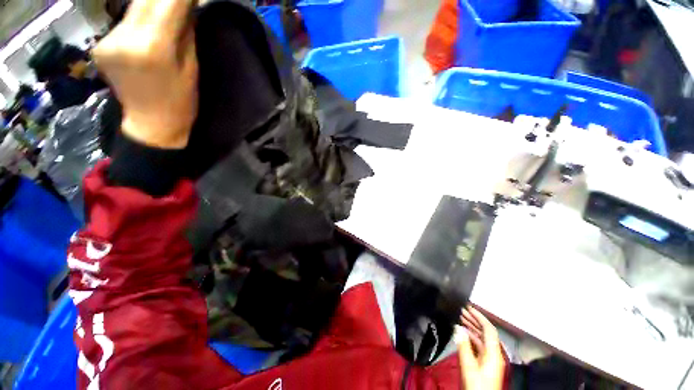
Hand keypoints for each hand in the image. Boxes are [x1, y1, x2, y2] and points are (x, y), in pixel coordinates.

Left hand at [94, 0, 197, 148]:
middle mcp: (125, 37)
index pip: (167, 1)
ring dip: (151, 4)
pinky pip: (124, 21)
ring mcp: (108, 40)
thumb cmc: (181, 100)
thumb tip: (185, 3)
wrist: (152, 124)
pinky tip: (148, 26)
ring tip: (165, 13)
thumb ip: (184, 30)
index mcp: (153, 46)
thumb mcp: (191, 66)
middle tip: (177, 3)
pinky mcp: (100, 44)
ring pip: (133, 7)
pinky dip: (139, 17)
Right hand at [456, 306, 504, 389]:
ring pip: (482, 339)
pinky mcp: (486, 364)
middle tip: (461, 311)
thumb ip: (463, 346)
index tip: (468, 307)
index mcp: (493, 353)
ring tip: (460, 319)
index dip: (479, 316)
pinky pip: (480, 345)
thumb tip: (457, 328)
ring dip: (472, 328)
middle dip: (474, 320)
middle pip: (486, 333)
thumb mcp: (469, 366)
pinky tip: (463, 334)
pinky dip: (471, 337)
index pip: (489, 329)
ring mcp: (490, 359)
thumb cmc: (477, 385)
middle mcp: (494, 354)